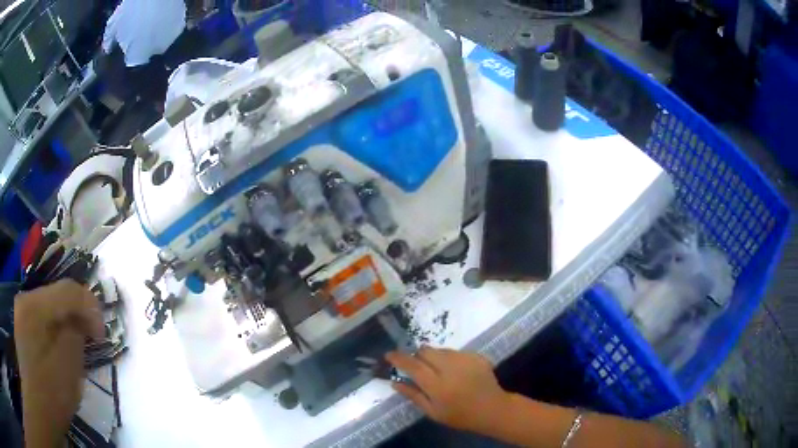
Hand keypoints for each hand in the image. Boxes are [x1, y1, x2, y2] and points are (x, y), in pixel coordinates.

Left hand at [14, 280, 103, 447]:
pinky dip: (56, 330)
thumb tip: (81, 324)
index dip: (92, 307)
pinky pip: (43, 319)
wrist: (39, 407)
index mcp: (35, 306)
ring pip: (50, 307)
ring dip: (67, 323)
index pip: (69, 290)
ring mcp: (22, 312)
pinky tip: (61, 350)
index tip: (103, 336)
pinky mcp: (23, 326)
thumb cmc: (49, 394)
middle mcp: (26, 299)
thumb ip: (75, 338)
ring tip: (78, 348)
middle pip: (57, 295)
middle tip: (92, 341)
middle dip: (78, 315)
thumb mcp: (67, 371)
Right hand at [386, 347, 509, 433]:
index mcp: (437, 385)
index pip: (413, 366)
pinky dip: (449, 358)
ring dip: (433, 356)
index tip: (389, 354)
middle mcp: (450, 368)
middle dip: (417, 356)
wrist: (492, 408)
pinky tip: (454, 371)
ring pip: (440, 350)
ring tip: (438, 371)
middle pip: (425, 351)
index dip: (398, 358)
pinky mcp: (476, 356)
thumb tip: (394, 382)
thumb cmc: (460, 415)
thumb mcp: (433, 412)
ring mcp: (465, 360)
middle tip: (417, 367)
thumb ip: (413, 396)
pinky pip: (455, 351)